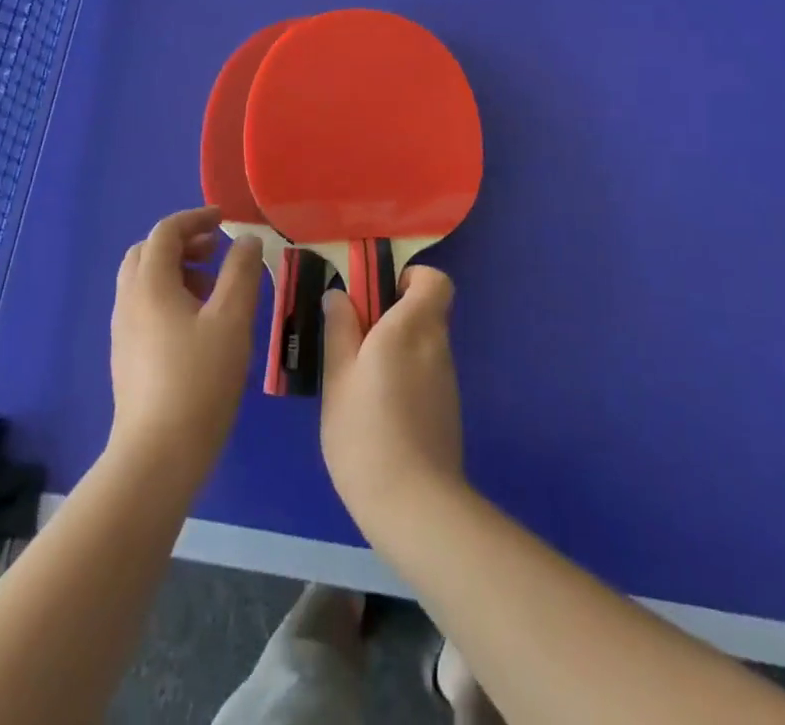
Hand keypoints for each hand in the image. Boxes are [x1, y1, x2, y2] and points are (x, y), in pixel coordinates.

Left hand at [109, 206, 261, 487]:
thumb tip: (247, 240)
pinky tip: (199, 324)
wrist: (157, 456)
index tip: (225, 221)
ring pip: (144, 281)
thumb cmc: (199, 380)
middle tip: (216, 251)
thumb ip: (241, 272)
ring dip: (177, 270)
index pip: (165, 232)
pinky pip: (144, 307)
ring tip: (214, 289)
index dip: (195, 218)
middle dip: (182, 243)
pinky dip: (169, 295)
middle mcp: (129, 301)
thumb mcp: (232, 320)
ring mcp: (124, 331)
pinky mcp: (127, 357)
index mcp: (150, 285)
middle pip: (147, 253)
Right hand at [320, 266, 466, 543]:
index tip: (376, 295)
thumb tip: (340, 294)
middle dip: (392, 314)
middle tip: (352, 338)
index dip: (409, 278)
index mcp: (413, 326)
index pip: (434, 279)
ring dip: (395, 347)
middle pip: (425, 310)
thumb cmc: (366, 431)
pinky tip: (376, 408)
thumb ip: (339, 329)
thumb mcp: (338, 376)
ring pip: (423, 343)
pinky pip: (425, 372)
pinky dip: (404, 375)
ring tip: (356, 379)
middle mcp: (437, 345)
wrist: (414, 506)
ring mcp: (446, 379)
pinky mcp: (446, 409)